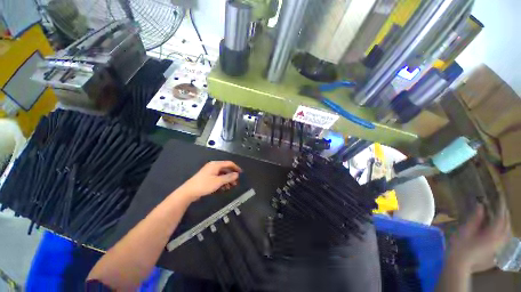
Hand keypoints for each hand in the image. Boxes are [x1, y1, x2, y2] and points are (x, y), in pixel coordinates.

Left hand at [176, 161, 242, 202]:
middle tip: (236, 182)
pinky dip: (222, 181)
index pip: (229, 163)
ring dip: (227, 179)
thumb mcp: (218, 181)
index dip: (236, 168)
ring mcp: (210, 172)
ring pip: (222, 174)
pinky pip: (218, 177)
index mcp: (216, 165)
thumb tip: (236, 174)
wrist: (188, 192)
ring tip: (231, 186)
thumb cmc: (204, 185)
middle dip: (231, 175)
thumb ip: (229, 177)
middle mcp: (213, 166)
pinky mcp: (207, 177)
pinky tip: (224, 188)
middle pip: (226, 169)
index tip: (241, 173)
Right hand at [447, 202, 509, 273]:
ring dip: (506, 223)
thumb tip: (481, 205)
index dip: (501, 206)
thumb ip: (475, 219)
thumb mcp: (465, 231)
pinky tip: (500, 231)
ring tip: (502, 216)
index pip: (501, 217)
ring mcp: (499, 249)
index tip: (500, 197)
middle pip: (507, 226)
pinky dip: (504, 232)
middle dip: (505, 215)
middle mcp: (500, 241)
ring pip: (508, 233)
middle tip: (501, 205)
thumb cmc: (460, 246)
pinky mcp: (496, 253)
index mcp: (493, 235)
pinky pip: (505, 240)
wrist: (459, 265)